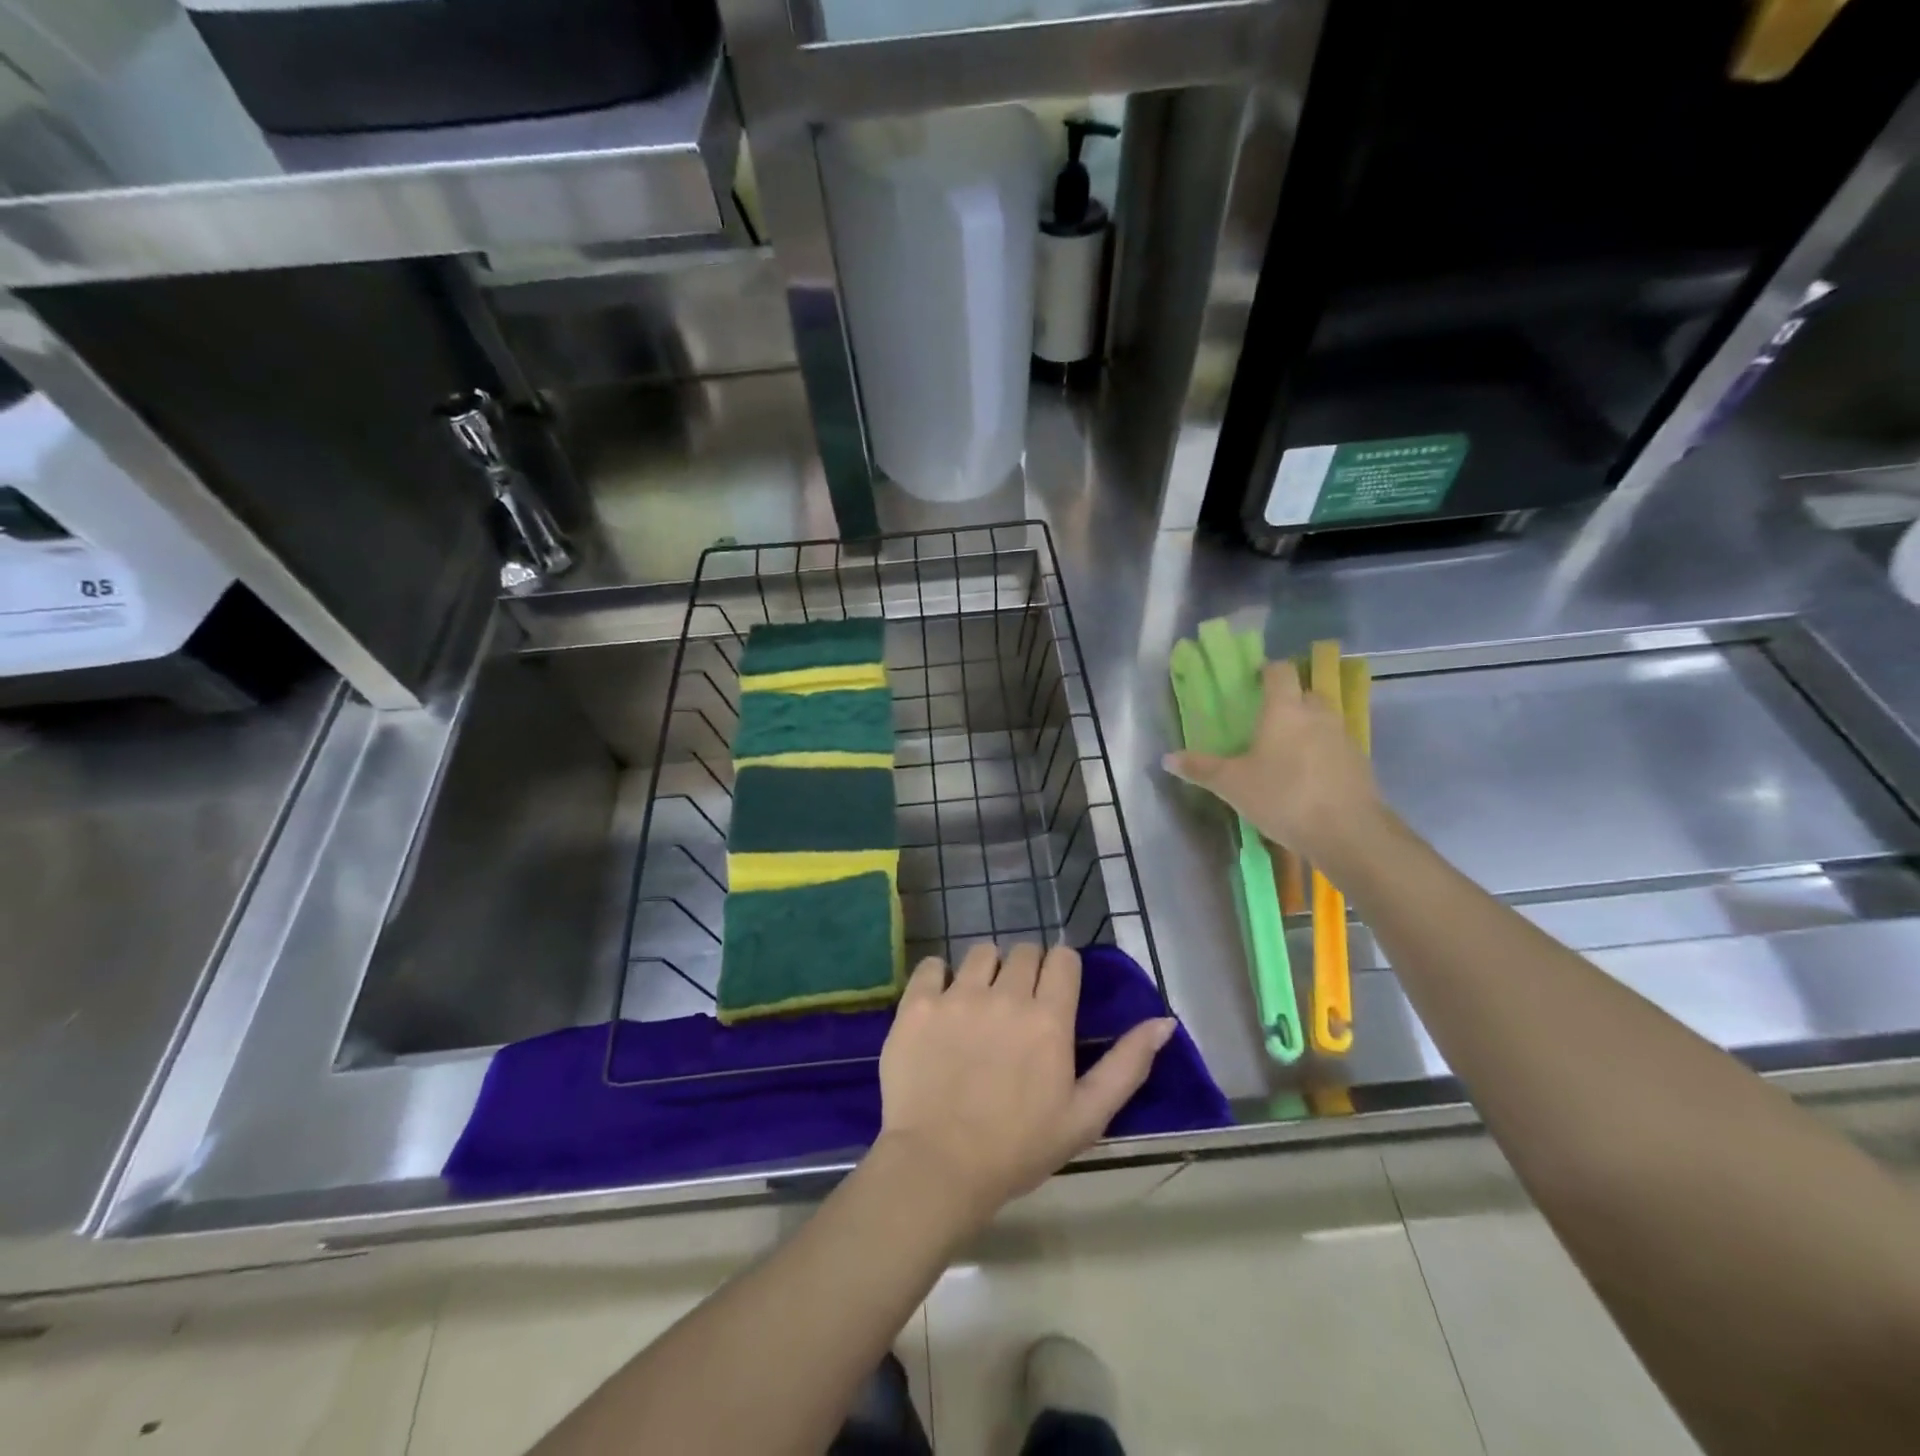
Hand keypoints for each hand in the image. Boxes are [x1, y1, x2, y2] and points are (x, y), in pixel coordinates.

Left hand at [874, 943, 1175, 1227]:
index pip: (1063, 959)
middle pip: (1024, 950)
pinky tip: (941, 1005)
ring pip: (981, 952)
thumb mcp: (1086, 1116)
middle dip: (1027, 969)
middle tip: (1017, 1005)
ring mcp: (957, 996)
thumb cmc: (1018, 1148)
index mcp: (1049, 1019)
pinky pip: (932, 965)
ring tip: (979, 1004)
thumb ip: (1127, 1065)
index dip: (1061, 971)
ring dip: (986, 970)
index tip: (1054, 994)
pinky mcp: (918, 1004)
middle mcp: (1005, 995)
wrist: (937, 1167)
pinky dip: (939, 978)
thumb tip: (1164, 1022)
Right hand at [1164, 659, 1383, 861]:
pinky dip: (1320, 753)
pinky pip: (1333, 746)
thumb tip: (1167, 758)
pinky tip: (1305, 778)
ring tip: (1283, 753)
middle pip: (1303, 693)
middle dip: (1286, 701)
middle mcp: (1317, 714)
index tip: (1252, 682)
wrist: (1348, 832)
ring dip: (1304, 728)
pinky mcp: (1359, 762)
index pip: (1279, 671)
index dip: (1266, 671)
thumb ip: (1200, 768)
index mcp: (1284, 709)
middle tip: (1264, 722)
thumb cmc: (1283, 797)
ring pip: (1321, 720)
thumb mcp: (1232, 785)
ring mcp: (1342, 737)